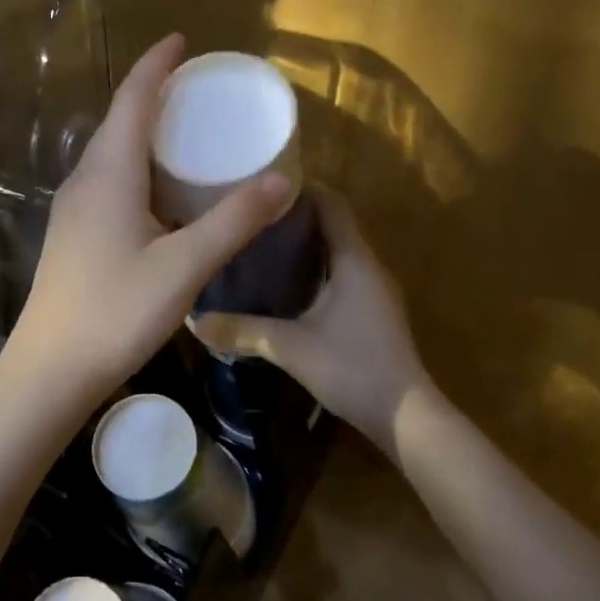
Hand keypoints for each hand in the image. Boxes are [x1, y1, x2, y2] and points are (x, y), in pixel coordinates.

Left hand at [4, 34, 292, 408]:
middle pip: (118, 122)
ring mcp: (72, 210)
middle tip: (195, 89)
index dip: (156, 66)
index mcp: (108, 174)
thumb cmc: (116, 311)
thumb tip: (280, 181)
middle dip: (153, 96)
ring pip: (110, 155)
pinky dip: (136, 169)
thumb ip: (232, 221)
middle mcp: (84, 181)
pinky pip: (107, 183)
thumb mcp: (184, 266)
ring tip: (183, 134)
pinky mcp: (72, 236)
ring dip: (143, 135)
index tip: (180, 41)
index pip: (132, 100)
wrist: (51, 369)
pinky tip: (159, 193)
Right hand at [192, 186, 429, 457]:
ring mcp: (373, 290)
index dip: (300, 189)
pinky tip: (283, 284)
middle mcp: (368, 266)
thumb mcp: (290, 347)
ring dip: (304, 244)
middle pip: (332, 224)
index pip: (331, 204)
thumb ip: (242, 331)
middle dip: (294, 216)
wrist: (404, 415)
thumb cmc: (351, 367)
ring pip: (336, 251)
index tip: (261, 185)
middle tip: (249, 216)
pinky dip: (313, 269)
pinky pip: (340, 274)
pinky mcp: (372, 311)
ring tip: (259, 244)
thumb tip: (195, 321)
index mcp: (354, 260)